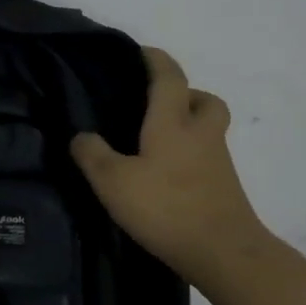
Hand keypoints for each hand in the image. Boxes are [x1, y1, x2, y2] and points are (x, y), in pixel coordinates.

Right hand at [70, 48, 271, 282]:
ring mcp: (218, 162)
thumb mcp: (113, 182)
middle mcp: (201, 134)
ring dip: (188, 125)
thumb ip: (92, 154)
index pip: (168, 77)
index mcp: (173, 123)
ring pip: (207, 129)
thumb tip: (81, 136)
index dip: (155, 60)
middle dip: (184, 94)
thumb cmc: (166, 208)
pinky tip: (165, 176)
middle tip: (156, 105)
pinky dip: (189, 157)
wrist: (224, 252)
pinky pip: (206, 157)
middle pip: (204, 100)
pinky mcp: (223, 188)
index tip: (141, 52)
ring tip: (155, 143)